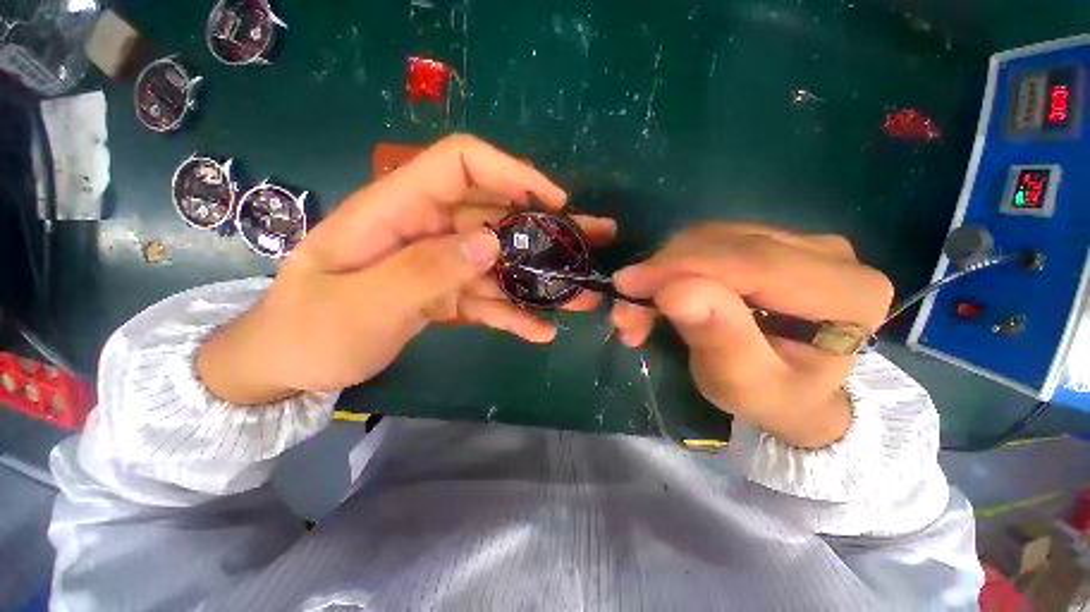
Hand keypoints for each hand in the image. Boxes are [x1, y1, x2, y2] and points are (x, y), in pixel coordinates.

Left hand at [197, 134, 614, 404]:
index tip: (555, 201)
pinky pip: (487, 298)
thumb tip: (492, 243)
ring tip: (581, 298)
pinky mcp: (445, 294)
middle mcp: (425, 230)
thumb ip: (425, 271)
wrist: (289, 366)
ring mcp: (439, 265)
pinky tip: (540, 331)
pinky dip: (513, 313)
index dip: (511, 172)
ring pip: (500, 263)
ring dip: (540, 280)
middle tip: (594, 243)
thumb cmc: (309, 332)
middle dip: (547, 230)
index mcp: (395, 211)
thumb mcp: (361, 305)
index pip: (460, 164)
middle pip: (496, 216)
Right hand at [610, 224, 892, 447]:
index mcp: (846, 294)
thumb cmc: (772, 398)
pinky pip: (711, 242)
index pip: (751, 261)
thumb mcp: (743, 384)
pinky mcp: (773, 242)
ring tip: (640, 307)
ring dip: (664, 270)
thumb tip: (674, 290)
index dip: (680, 268)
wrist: (796, 392)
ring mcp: (802, 242)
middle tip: (626, 305)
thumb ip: (718, 337)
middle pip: (727, 243)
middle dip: (664, 272)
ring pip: (712, 238)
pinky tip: (659, 292)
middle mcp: (831, 255)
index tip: (627, 285)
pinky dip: (674, 266)